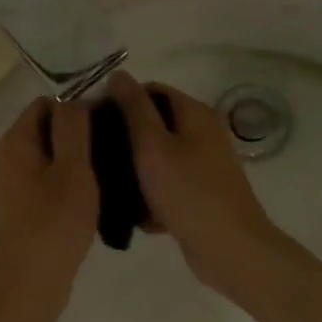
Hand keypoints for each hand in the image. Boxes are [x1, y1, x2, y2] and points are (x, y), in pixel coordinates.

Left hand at [0, 97, 98, 321]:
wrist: (28, 287)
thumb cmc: (53, 226)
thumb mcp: (72, 171)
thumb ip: (73, 129)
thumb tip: (75, 100)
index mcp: (15, 143)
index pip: (45, 104)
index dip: (77, 106)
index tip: (109, 122)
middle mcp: (8, 159)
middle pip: (47, 129)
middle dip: (80, 134)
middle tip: (115, 148)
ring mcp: (13, 186)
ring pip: (51, 158)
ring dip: (78, 161)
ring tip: (110, 172)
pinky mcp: (22, 209)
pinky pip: (48, 182)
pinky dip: (69, 184)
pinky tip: (94, 197)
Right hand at [108, 71, 280, 290]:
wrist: (228, 247)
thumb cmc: (187, 191)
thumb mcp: (152, 146)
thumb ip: (133, 109)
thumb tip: (118, 74)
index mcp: (195, 114)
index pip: (152, 90)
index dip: (120, 100)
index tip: (93, 121)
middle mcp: (204, 133)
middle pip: (155, 124)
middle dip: (125, 138)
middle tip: (95, 155)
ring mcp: (205, 165)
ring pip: (159, 158)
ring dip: (135, 170)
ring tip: (108, 185)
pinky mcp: (201, 193)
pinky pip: (168, 185)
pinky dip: (152, 194)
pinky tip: (133, 214)